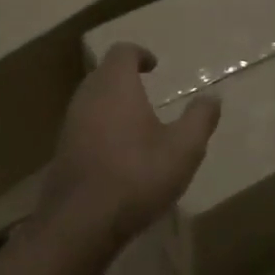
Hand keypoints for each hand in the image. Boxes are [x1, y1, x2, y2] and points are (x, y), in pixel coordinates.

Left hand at [41, 43, 220, 247]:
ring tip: (136, 123)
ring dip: (112, 104)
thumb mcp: (184, 149)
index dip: (139, 54)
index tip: (155, 66)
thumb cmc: (137, 175)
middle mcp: (87, 96)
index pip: (122, 52)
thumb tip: (212, 97)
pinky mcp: (62, 151)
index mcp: (115, 86)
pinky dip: (101, 127)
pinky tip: (118, 153)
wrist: (80, 222)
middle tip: (147, 91)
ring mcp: (70, 124)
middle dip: (125, 78)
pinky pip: (84, 125)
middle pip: (104, 73)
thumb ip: (200, 119)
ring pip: (91, 100)